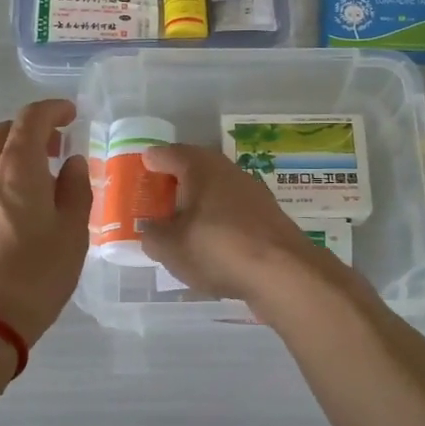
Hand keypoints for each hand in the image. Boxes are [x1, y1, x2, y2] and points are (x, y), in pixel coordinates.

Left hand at [0, 100, 90, 343]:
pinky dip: (2, 177)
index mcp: (16, 167)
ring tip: (42, 179)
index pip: (31, 118)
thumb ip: (75, 188)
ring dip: (16, 155)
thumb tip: (71, 163)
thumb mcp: (72, 232)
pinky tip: (19, 205)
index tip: (72, 114)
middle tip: (59, 146)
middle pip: (6, 133)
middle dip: (33, 131)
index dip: (53, 110)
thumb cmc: (35, 274)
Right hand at [137, 144, 340, 303]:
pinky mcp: (268, 216)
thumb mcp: (171, 247)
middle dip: (175, 182)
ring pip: (217, 190)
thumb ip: (153, 236)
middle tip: (156, 199)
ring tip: (181, 224)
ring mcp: (253, 192)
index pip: (169, 153)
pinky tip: (211, 243)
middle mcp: (228, 170)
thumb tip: (151, 230)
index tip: (140, 168)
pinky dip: (218, 220)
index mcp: (201, 167)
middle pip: (195, 169)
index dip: (151, 161)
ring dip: (199, 202)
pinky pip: (233, 211)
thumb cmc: (218, 248)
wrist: (284, 272)